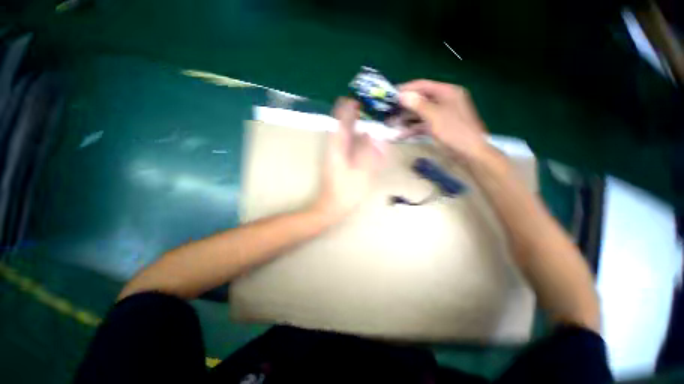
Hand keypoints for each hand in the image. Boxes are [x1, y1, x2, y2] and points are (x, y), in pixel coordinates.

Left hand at [311, 98, 385, 220]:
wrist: (331, 207)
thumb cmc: (346, 192)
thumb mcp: (361, 172)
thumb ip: (368, 153)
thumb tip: (373, 134)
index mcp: (337, 148)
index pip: (340, 121)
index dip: (347, 109)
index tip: (358, 100)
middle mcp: (334, 148)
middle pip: (341, 125)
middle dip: (352, 115)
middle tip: (368, 109)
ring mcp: (334, 155)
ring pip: (343, 135)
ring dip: (353, 125)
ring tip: (368, 120)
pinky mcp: (337, 161)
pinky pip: (345, 144)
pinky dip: (353, 138)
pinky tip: (362, 140)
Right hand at [398, 80, 488, 162]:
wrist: (469, 153)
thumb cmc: (454, 131)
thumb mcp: (435, 116)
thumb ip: (418, 104)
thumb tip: (403, 95)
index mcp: (447, 92)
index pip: (423, 86)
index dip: (407, 89)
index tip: (391, 94)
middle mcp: (444, 101)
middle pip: (420, 100)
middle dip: (404, 107)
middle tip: (389, 111)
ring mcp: (441, 115)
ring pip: (420, 114)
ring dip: (406, 119)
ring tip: (391, 124)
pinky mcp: (438, 127)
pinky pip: (422, 125)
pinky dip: (412, 129)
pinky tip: (401, 135)